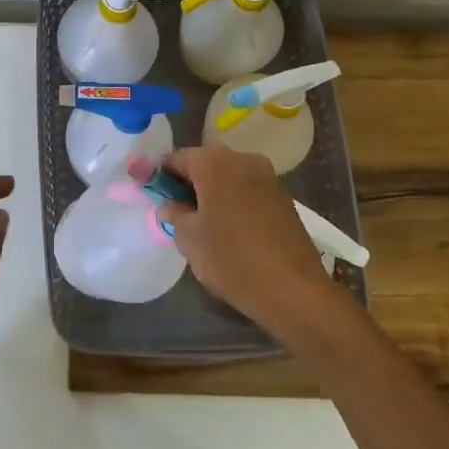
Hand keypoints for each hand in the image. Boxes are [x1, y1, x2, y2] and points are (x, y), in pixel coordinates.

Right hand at [159, 146, 329, 336]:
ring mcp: (268, 177)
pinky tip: (230, 230)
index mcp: (215, 163)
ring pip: (228, 177)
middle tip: (177, 214)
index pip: (177, 158)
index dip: (161, 177)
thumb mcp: (189, 238)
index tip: (154, 199)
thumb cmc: (231, 258)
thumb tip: (170, 205)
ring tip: (203, 225)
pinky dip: (233, 202)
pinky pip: (247, 191)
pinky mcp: (283, 198)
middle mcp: (243, 159)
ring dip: (212, 194)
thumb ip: (174, 213)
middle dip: (188, 184)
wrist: (293, 290)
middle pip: (205, 164)